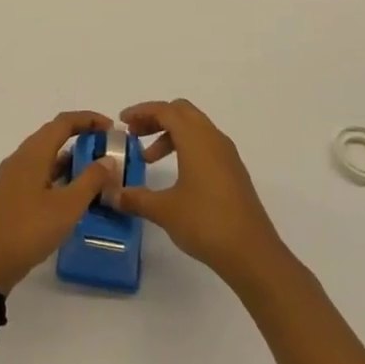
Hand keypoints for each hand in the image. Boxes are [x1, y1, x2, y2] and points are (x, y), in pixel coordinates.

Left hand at [0, 111, 119, 293]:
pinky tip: (71, 196)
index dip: (89, 119)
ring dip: (70, 159)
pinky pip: (38, 174)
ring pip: (45, 157)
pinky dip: (58, 176)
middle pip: (53, 136)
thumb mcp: (66, 207)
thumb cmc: (27, 229)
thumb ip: (90, 181)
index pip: (63, 122)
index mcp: (33, 153)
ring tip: (96, 174)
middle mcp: (20, 158)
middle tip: (107, 152)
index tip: (112, 129)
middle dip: (81, 137)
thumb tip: (107, 159)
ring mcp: (12, 177)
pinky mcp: (10, 196)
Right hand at [112, 100, 285, 286]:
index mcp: (196, 139)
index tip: (122, 122)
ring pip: (195, 128)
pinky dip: (186, 148)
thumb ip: (135, 198)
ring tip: (149, 159)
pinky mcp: (234, 172)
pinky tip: (176, 176)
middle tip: (135, 135)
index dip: (141, 111)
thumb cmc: (206, 222)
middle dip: (156, 118)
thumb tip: (112, 194)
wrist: (253, 254)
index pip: (166, 110)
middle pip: (182, 112)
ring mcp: (227, 155)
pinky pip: (206, 145)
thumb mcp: (164, 210)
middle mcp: (214, 139)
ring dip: (170, 135)